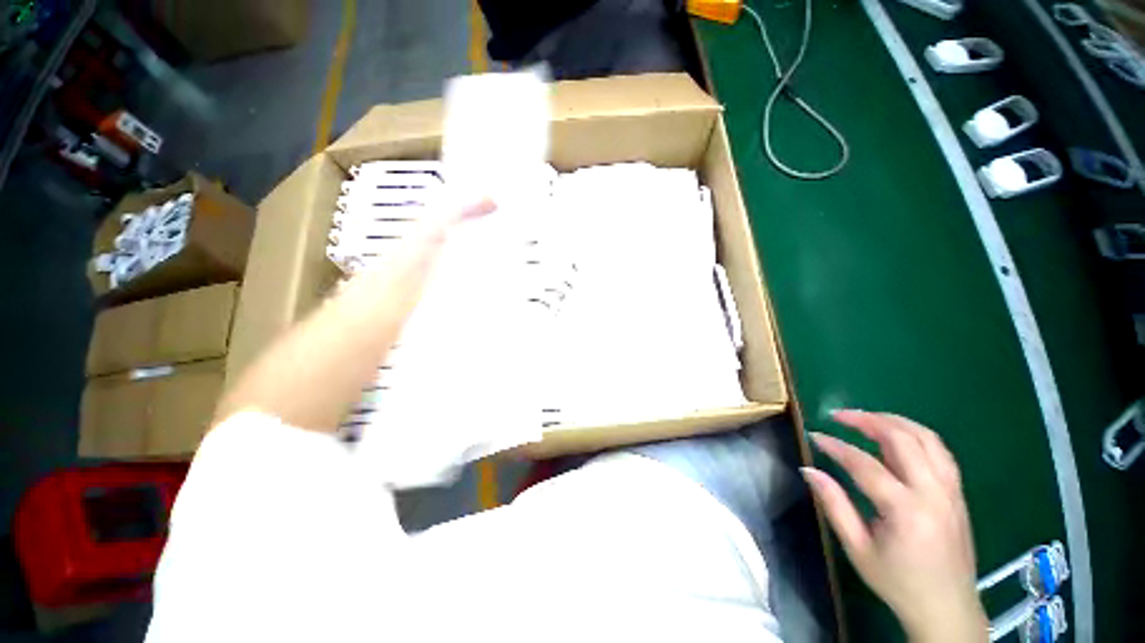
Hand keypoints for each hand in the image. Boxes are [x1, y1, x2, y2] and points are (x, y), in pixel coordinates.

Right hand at [802, 410, 987, 642]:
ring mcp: (951, 490)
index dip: (836, 446)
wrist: (947, 608)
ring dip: (894, 421)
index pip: (865, 464)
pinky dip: (915, 434)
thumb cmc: (898, 583)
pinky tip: (897, 435)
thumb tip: (809, 470)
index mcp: (906, 510)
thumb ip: (834, 505)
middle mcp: (933, 493)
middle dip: (867, 420)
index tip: (814, 435)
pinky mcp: (958, 493)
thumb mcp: (858, 549)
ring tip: (866, 417)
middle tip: (838, 415)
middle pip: (902, 439)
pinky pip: (940, 451)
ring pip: (927, 438)